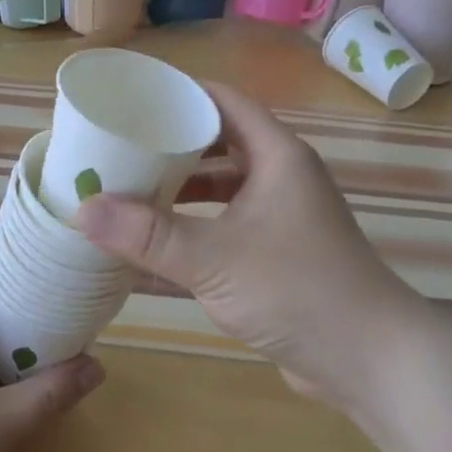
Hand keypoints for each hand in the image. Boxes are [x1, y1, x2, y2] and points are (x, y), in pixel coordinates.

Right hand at [73, 83, 428, 408]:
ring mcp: (284, 216)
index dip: (182, 94)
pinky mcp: (280, 254)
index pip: (225, 102)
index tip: (133, 98)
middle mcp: (283, 176)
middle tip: (120, 147)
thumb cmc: (295, 288)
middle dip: (172, 145)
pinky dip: (196, 228)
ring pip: (224, 188)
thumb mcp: (213, 258)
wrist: (369, 357)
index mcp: (277, 155)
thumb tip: (82, 209)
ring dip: (182, 189)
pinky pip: (229, 225)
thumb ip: (147, 235)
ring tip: (130, 191)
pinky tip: (158, 244)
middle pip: (221, 143)